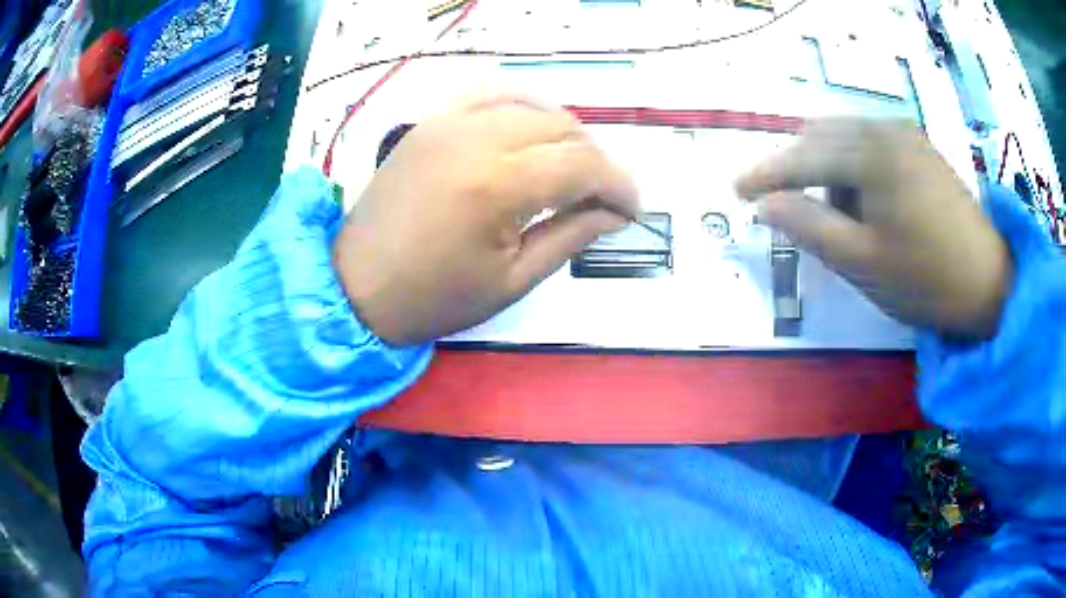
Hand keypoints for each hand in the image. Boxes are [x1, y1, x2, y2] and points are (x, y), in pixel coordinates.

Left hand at [333, 94, 637, 345]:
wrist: (357, 287)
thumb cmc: (435, 297)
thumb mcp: (513, 280)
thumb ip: (571, 236)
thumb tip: (616, 212)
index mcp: (498, 186)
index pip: (583, 165)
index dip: (620, 184)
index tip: (633, 209)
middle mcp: (476, 138)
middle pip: (564, 128)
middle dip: (597, 160)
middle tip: (603, 196)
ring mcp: (448, 123)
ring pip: (532, 105)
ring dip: (565, 132)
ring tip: (572, 166)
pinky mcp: (431, 122)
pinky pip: (489, 93)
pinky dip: (522, 105)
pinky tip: (531, 127)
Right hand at [736, 118, 1011, 339]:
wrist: (990, 283)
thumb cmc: (926, 279)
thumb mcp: (862, 262)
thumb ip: (808, 227)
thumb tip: (765, 205)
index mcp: (871, 153)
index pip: (804, 156)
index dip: (766, 174)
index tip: (737, 191)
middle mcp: (885, 128)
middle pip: (821, 136)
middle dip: (797, 169)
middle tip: (786, 208)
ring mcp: (905, 133)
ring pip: (845, 137)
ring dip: (828, 169)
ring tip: (840, 215)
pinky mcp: (919, 146)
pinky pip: (870, 142)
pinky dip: (854, 166)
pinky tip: (866, 200)